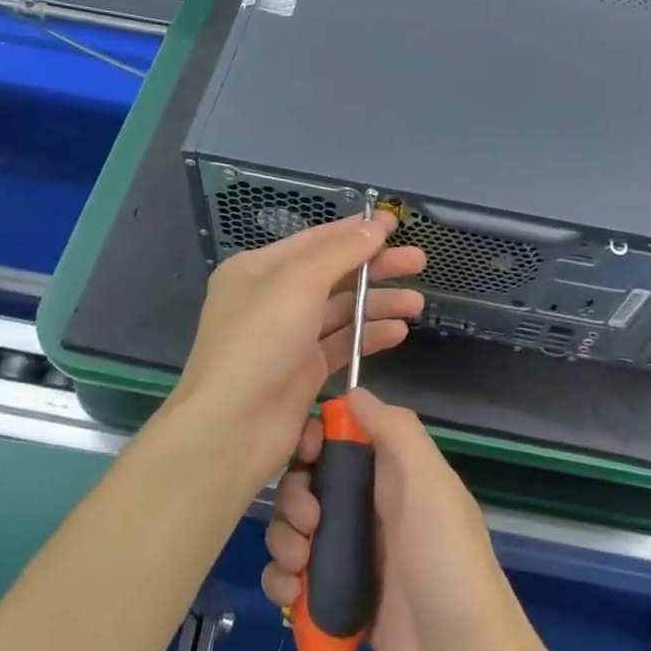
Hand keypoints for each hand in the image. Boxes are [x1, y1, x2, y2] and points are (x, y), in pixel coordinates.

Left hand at [170, 212, 424, 475]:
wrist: (233, 427)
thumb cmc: (260, 341)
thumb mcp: (299, 283)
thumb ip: (341, 252)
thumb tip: (374, 226)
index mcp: (257, 270)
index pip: (314, 241)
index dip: (355, 231)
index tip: (394, 223)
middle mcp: (271, 299)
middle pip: (332, 275)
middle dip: (374, 268)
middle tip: (418, 261)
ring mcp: (288, 337)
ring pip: (341, 311)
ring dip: (378, 304)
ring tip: (416, 304)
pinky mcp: (304, 371)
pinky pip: (342, 344)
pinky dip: (369, 336)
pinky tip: (398, 332)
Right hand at [263, 389, 557, 650]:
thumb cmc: (450, 568)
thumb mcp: (433, 487)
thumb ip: (397, 433)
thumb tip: (354, 391)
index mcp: (396, 474)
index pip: (342, 437)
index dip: (314, 439)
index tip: (301, 456)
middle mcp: (374, 508)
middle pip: (311, 483)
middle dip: (293, 499)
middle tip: (307, 527)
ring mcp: (356, 556)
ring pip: (297, 530)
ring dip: (283, 543)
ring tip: (297, 571)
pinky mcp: (340, 600)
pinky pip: (297, 578)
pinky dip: (284, 583)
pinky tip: (290, 597)